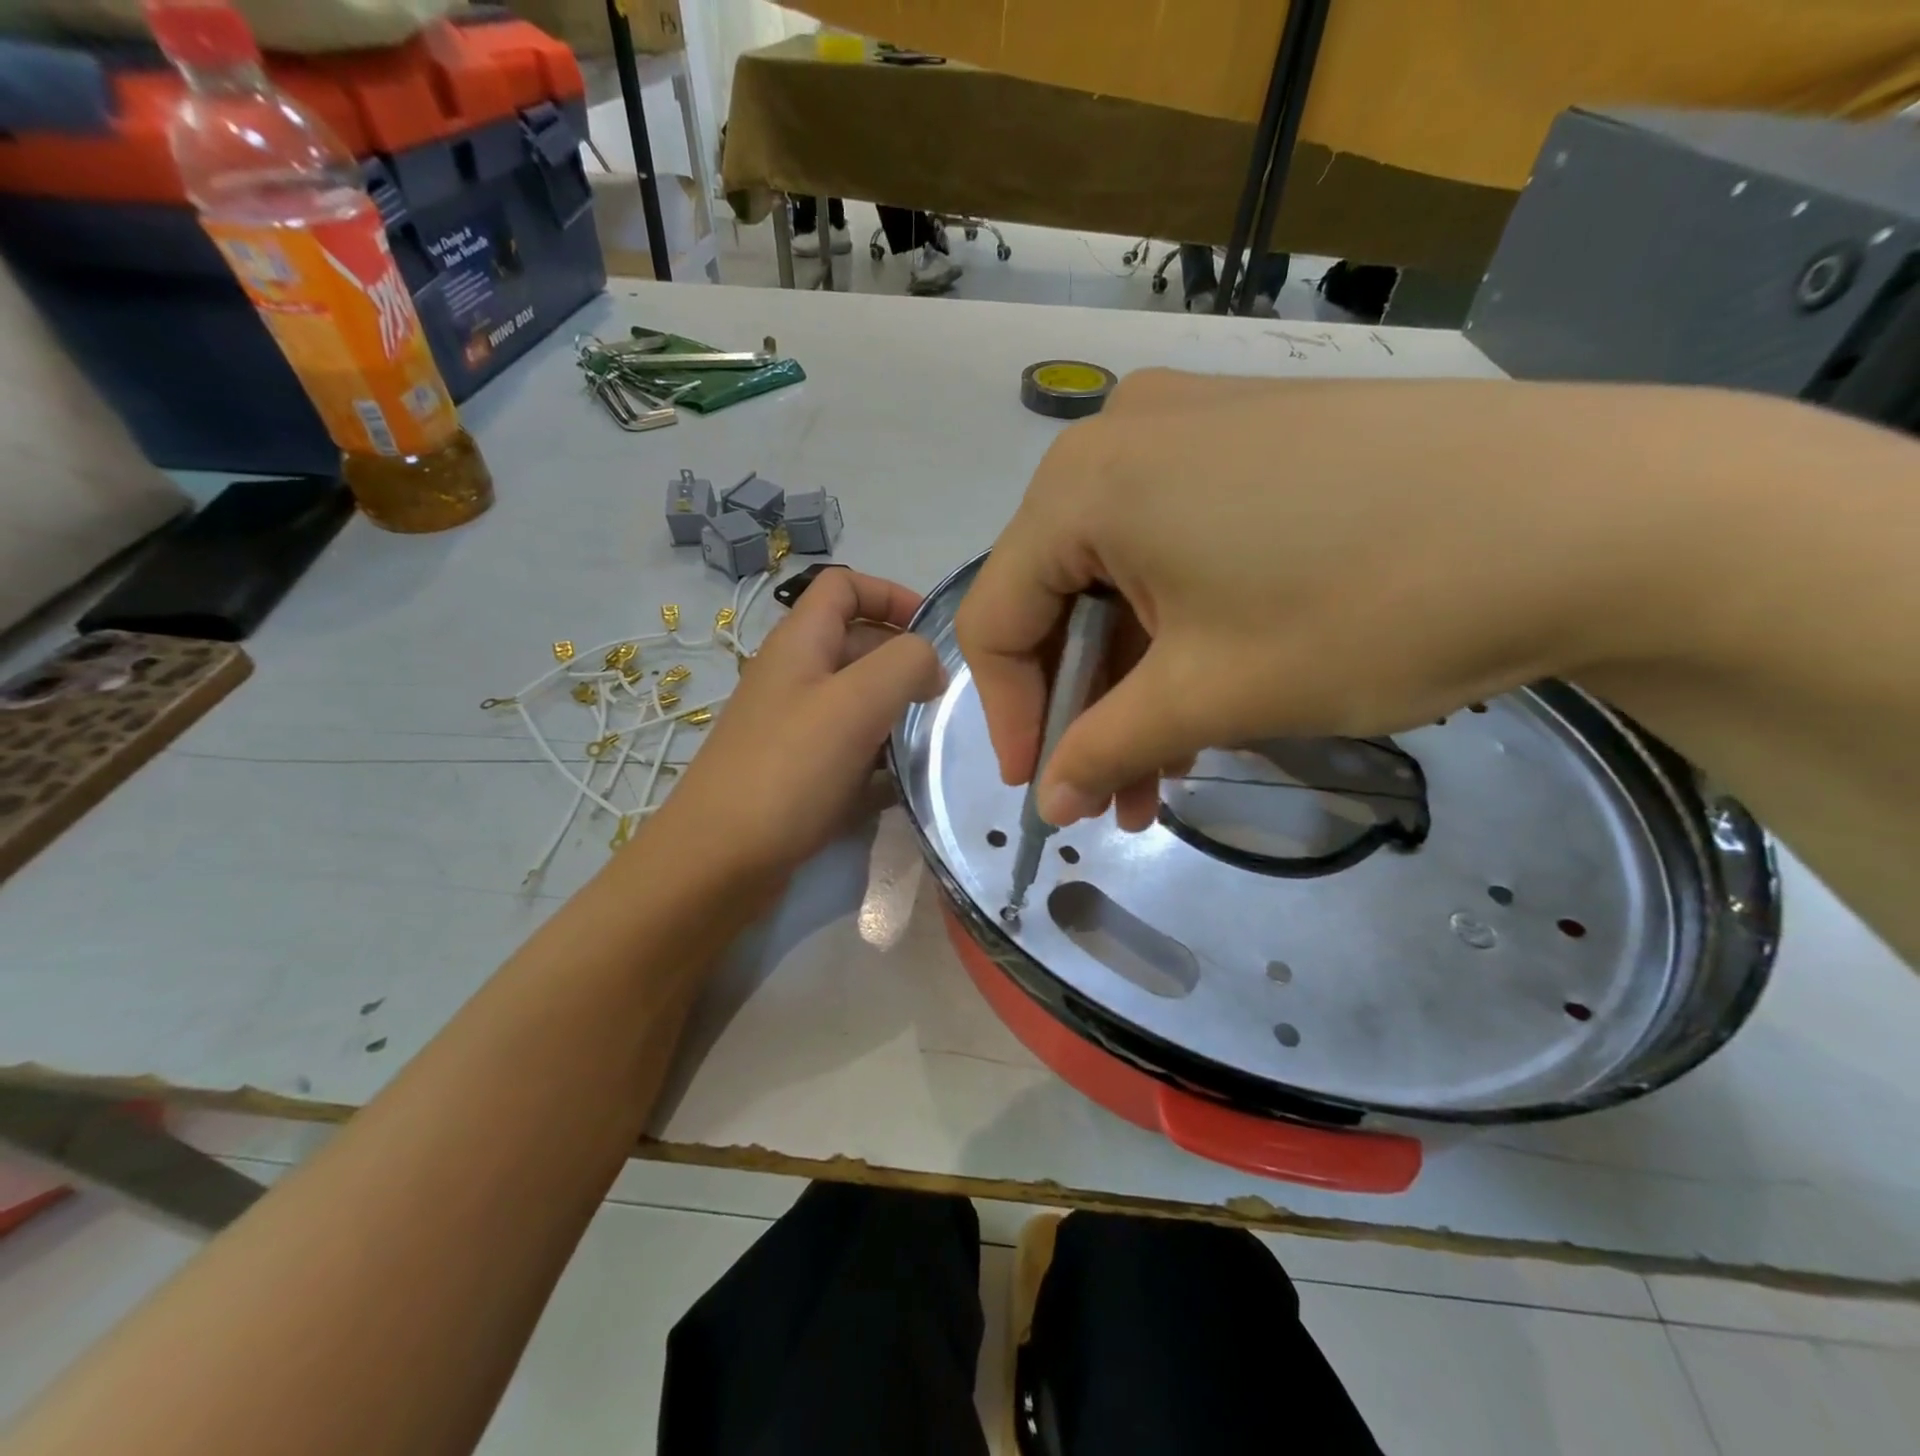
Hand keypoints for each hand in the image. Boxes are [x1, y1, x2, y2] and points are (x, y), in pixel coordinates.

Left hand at [646, 569, 944, 886]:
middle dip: (904, 662)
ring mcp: (793, 727)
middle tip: (943, 700)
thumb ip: (905, 664)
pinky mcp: (798, 773)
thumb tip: (930, 666)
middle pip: (858, 643)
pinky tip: (903, 783)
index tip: (932, 633)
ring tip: (930, 741)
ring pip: (857, 701)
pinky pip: (850, 749)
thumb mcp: (855, 702)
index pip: (844, 585)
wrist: (718, 862)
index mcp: (799, 643)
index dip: (891, 594)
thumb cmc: (787, 770)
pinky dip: (879, 758)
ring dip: (896, 713)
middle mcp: (794, 677)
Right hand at [956, 371, 1776, 829]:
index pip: (997, 616)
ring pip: (1120, 575)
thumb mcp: (1210, 695)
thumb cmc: (1365, 606)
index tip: (1042, 790)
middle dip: (1081, 703)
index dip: (1010, 715)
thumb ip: (1104, 749)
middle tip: (1112, 789)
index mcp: (1082, 484)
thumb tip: (1047, 803)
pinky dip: (1177, 624)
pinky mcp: (1253, 437)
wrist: (1598, 513)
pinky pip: (1175, 544)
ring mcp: (1192, 426)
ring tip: (1166, 764)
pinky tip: (1211, 687)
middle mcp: (1120, 437)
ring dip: (1134, 675)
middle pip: (1056, 594)